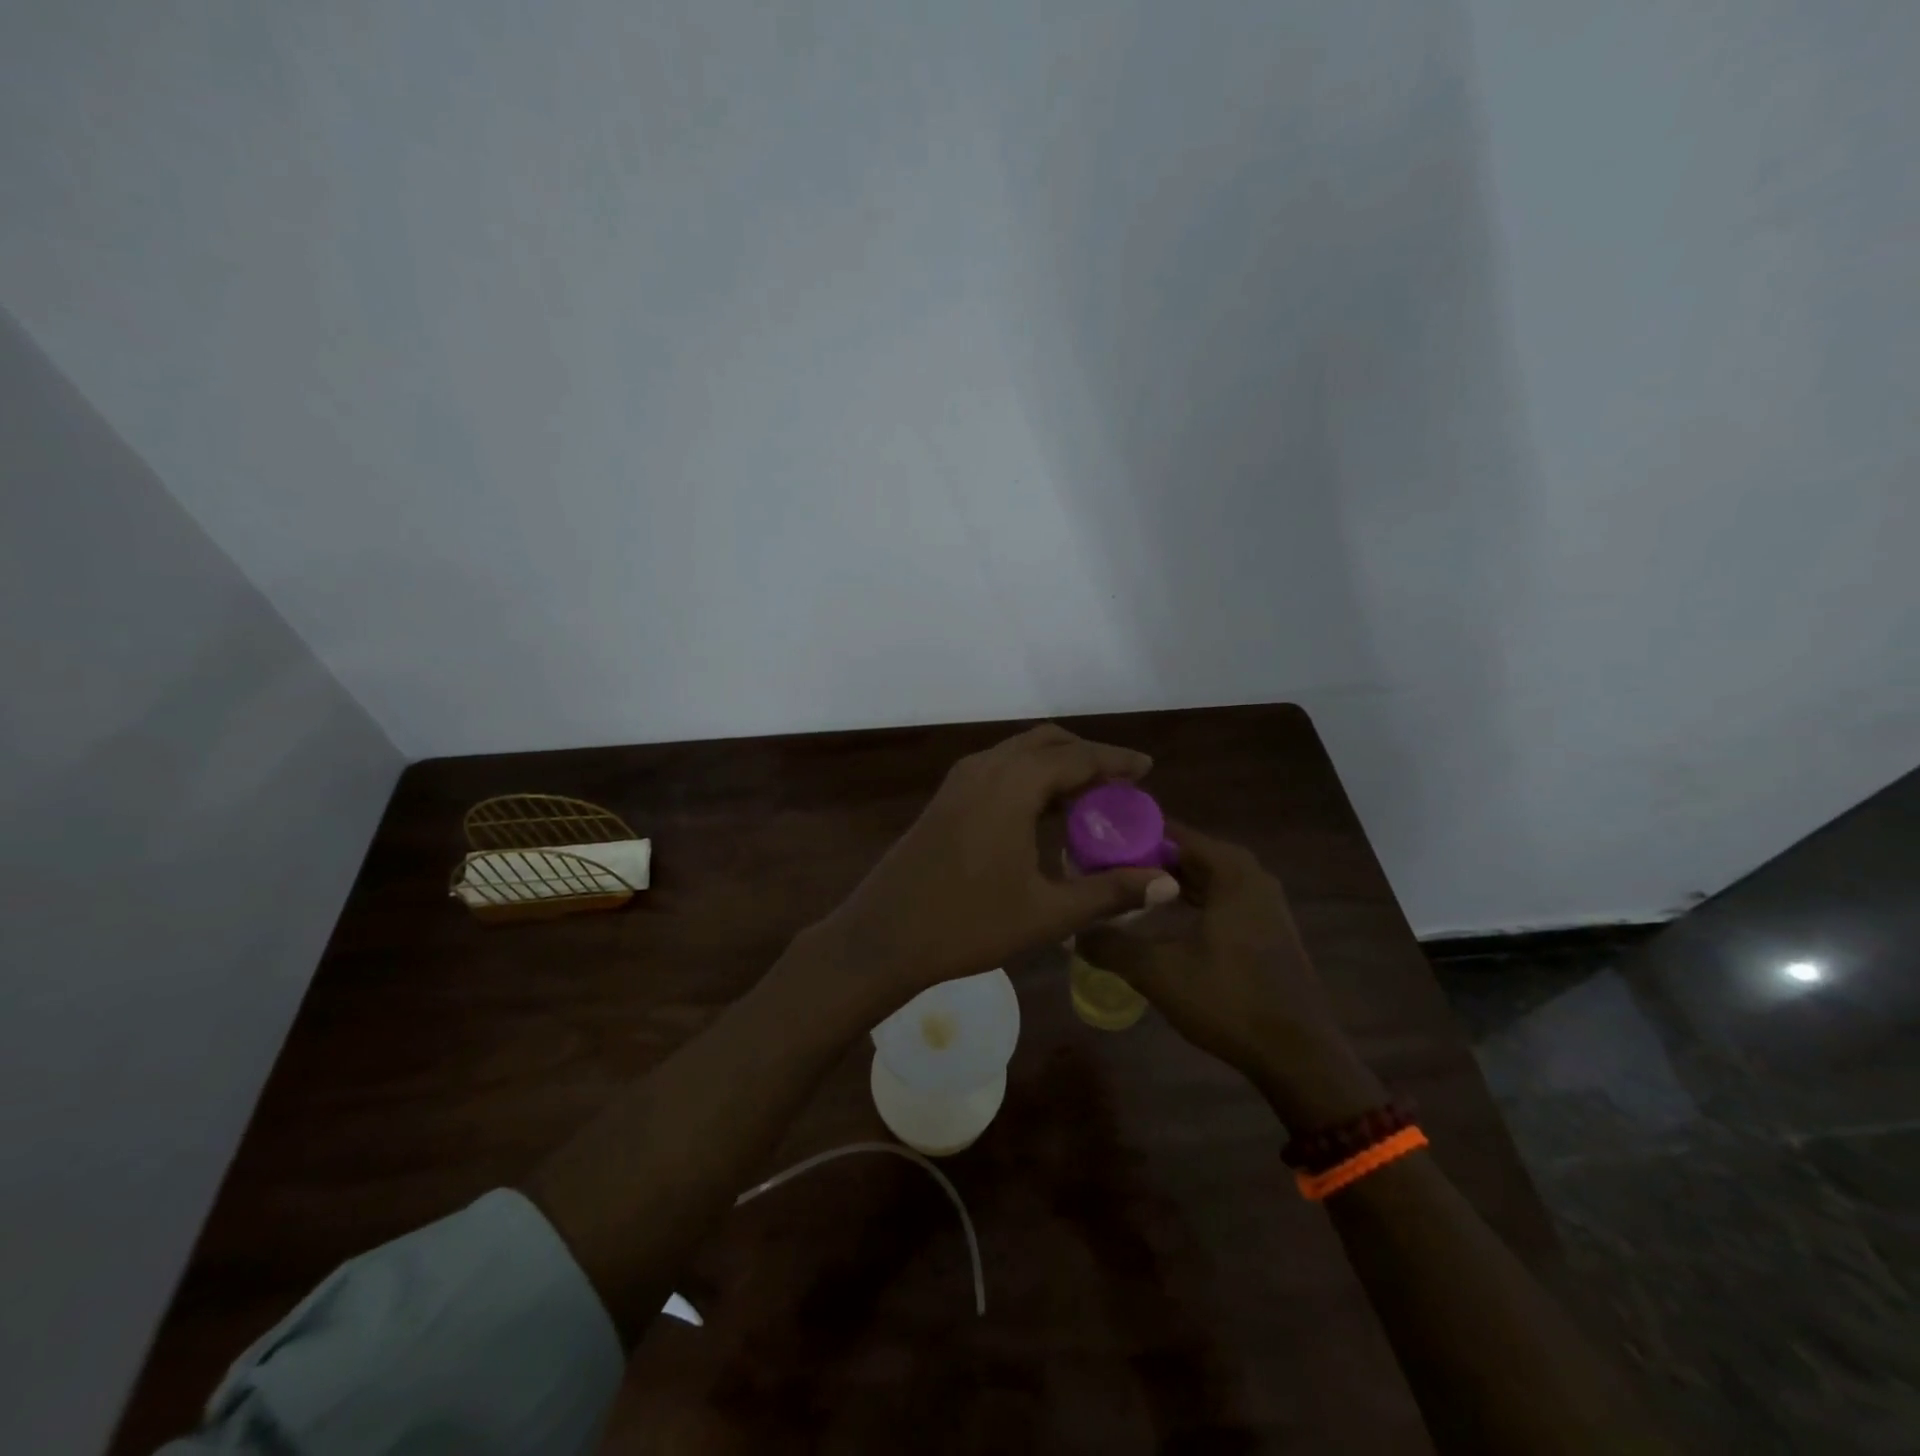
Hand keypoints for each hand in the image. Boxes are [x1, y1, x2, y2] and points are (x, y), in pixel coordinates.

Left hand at [808, 724, 1178, 1015]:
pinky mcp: (945, 799)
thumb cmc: (967, 924)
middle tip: (1120, 784)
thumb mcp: (1047, 913)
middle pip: (1047, 743)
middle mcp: (985, 768)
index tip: (1147, 769)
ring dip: (1056, 766)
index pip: (1077, 757)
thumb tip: (1166, 882)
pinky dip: (1029, 778)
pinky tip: (1042, 814)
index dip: (1116, 760)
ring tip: (1089, 800)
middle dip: (1087, 756)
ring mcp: (959, 781)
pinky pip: (998, 770)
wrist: (882, 936)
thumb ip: (1109, 893)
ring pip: (1019, 754)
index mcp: (1013, 785)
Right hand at [1077, 823, 1383, 1125]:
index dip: (1130, 836)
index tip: (1093, 844)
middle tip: (1100, 868)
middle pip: (1187, 853)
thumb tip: (1073, 930)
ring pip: (1203, 879)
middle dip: (1144, 860)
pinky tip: (1160, 920)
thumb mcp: (1158, 971)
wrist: (1298, 1056)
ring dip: (1166, 883)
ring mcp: (1262, 904)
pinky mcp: (1265, 930)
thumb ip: (1111, 945)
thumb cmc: (1229, 1000)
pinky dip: (1188, 902)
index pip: (1171, 832)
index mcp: (1231, 870)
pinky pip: (1218, 900)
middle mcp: (1250, 876)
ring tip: (1122, 890)